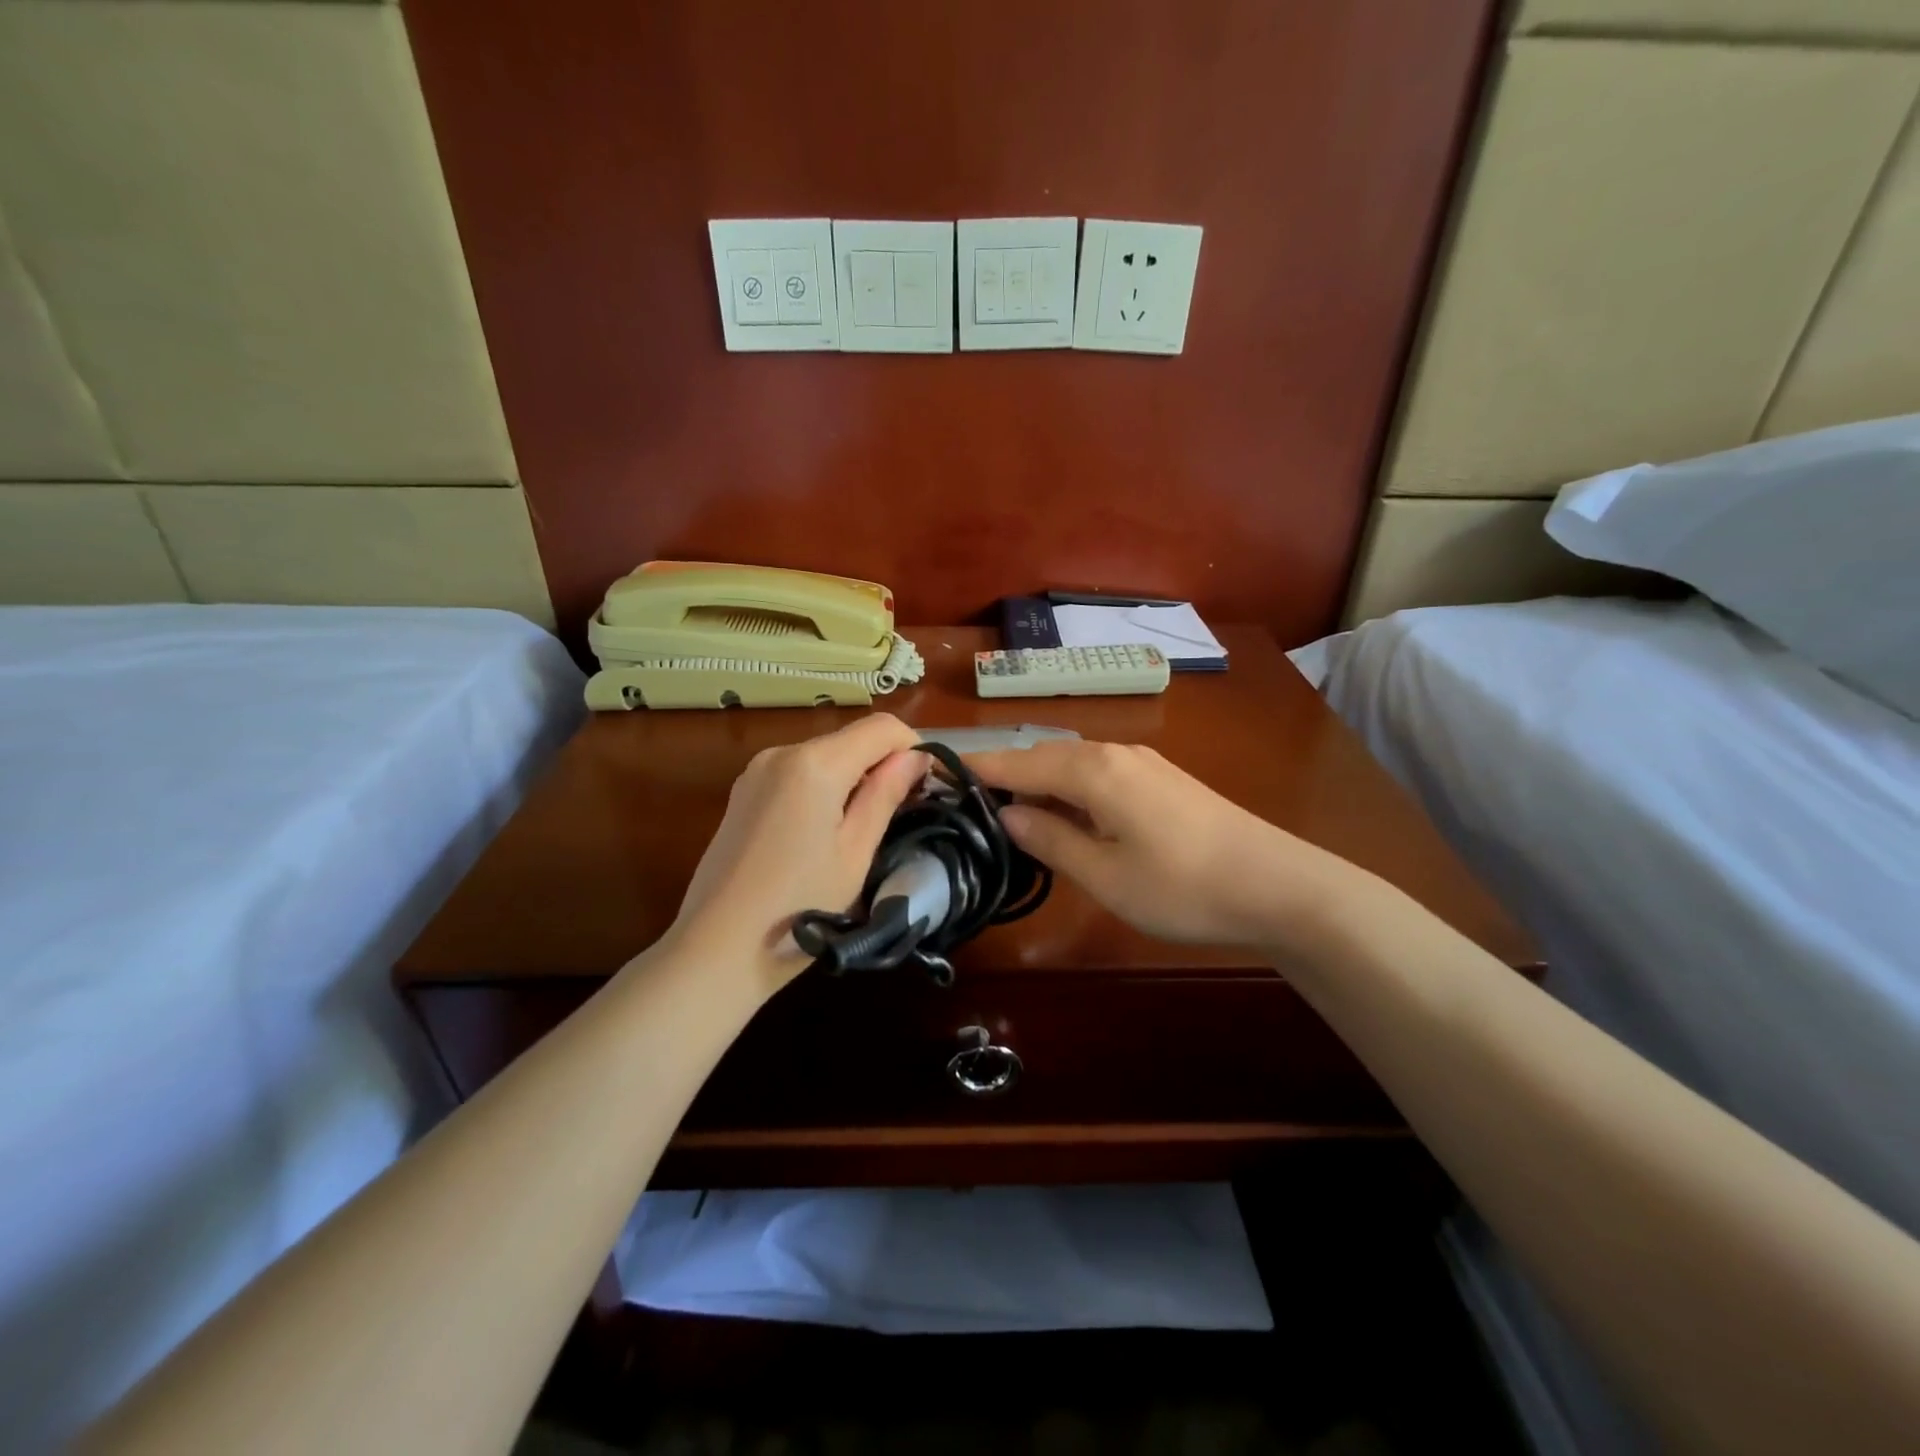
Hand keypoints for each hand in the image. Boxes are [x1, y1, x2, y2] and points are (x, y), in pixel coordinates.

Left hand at [669, 714, 927, 995]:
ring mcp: (756, 771)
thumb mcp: (855, 853)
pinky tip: (823, 834)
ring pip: (825, 756)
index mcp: (814, 763)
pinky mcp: (743, 792)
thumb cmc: (798, 907)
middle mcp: (782, 752)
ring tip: (863, 829)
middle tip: (902, 813)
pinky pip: (798, 774)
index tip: (926, 787)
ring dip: (853, 778)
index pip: (881, 727)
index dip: (913, 748)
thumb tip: (916, 757)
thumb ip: (886, 795)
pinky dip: (823, 788)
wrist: (716, 949)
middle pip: (851, 739)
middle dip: (883, 765)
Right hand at [967, 740, 1353, 951]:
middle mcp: (1114, 753)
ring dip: (1041, 783)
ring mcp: (1144, 763)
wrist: (1278, 885)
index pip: (1018, 762)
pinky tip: (1071, 816)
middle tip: (971, 802)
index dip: (978, 768)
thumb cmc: (1181, 886)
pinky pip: (1100, 774)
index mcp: (1092, 771)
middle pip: (1045, 756)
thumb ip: (1050, 840)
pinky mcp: (1163, 780)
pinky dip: (1072, 789)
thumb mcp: (1104, 875)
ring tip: (1013, 812)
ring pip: (1074, 764)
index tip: (940, 771)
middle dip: (1007, 774)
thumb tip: (1008, 815)